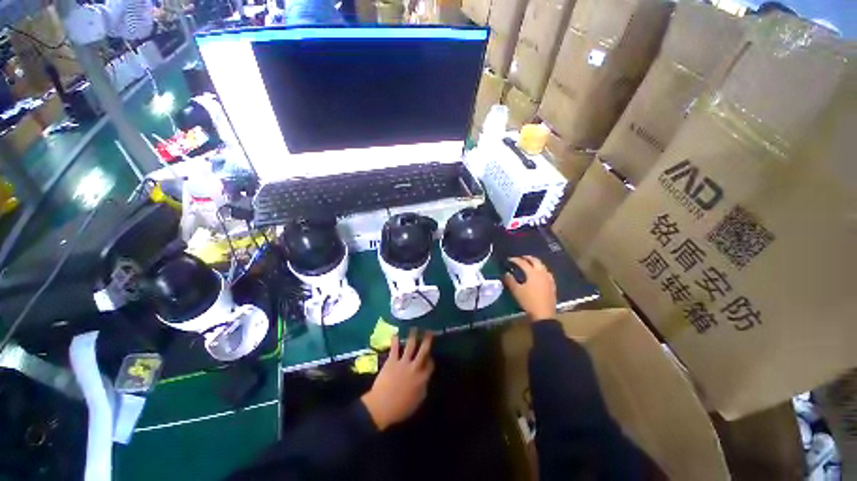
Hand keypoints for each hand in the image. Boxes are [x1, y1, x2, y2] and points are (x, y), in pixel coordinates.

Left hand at [361, 329, 433, 430]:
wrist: (381, 407)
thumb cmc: (400, 408)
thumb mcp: (417, 402)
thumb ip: (423, 388)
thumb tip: (425, 380)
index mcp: (422, 378)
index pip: (430, 365)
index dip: (431, 359)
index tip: (430, 356)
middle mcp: (415, 367)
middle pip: (423, 351)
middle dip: (427, 340)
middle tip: (429, 332)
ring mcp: (403, 362)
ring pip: (411, 346)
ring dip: (413, 336)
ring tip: (414, 328)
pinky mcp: (392, 361)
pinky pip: (395, 348)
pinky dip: (395, 340)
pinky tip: (395, 334)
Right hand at [504, 256, 556, 320]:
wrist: (544, 314)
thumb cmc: (529, 301)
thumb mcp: (516, 291)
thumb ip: (510, 280)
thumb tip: (506, 273)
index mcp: (533, 273)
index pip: (523, 262)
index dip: (515, 260)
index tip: (509, 259)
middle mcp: (542, 273)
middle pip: (535, 261)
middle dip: (527, 258)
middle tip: (521, 258)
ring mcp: (549, 278)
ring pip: (542, 266)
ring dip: (535, 263)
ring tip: (529, 265)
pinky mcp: (552, 285)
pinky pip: (546, 273)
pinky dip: (541, 270)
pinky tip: (539, 274)